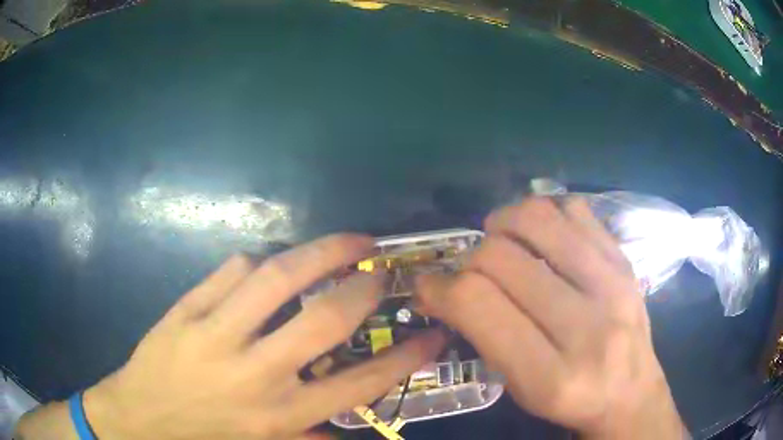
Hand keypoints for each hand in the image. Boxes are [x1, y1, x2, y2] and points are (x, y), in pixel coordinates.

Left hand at [62, 234, 443, 439]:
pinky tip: (264, 267)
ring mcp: (215, 335)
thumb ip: (306, 437)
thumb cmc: (203, 437)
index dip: (404, 359)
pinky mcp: (186, 310)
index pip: (359, 385)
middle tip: (380, 270)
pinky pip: (230, 272)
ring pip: (276, 279)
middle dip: (362, 289)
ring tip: (346, 241)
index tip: (433, 334)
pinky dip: (256, 263)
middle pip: (323, 321)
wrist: (139, 417)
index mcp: (278, 413)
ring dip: (319, 252)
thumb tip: (347, 433)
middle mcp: (255, 373)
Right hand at [416, 197, 685, 438]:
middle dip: (468, 260)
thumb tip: (442, 288)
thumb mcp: (519, 389)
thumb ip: (483, 337)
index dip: (440, 287)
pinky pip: (575, 210)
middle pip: (502, 257)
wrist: (632, 390)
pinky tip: (541, 238)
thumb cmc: (570, 400)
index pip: (479, 304)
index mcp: (551, 375)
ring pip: (538, 219)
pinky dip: (546, 215)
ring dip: (502, 223)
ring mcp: (613, 283)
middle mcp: (588, 326)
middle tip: (469, 272)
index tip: (428, 286)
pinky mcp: (625, 260)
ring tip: (499, 239)